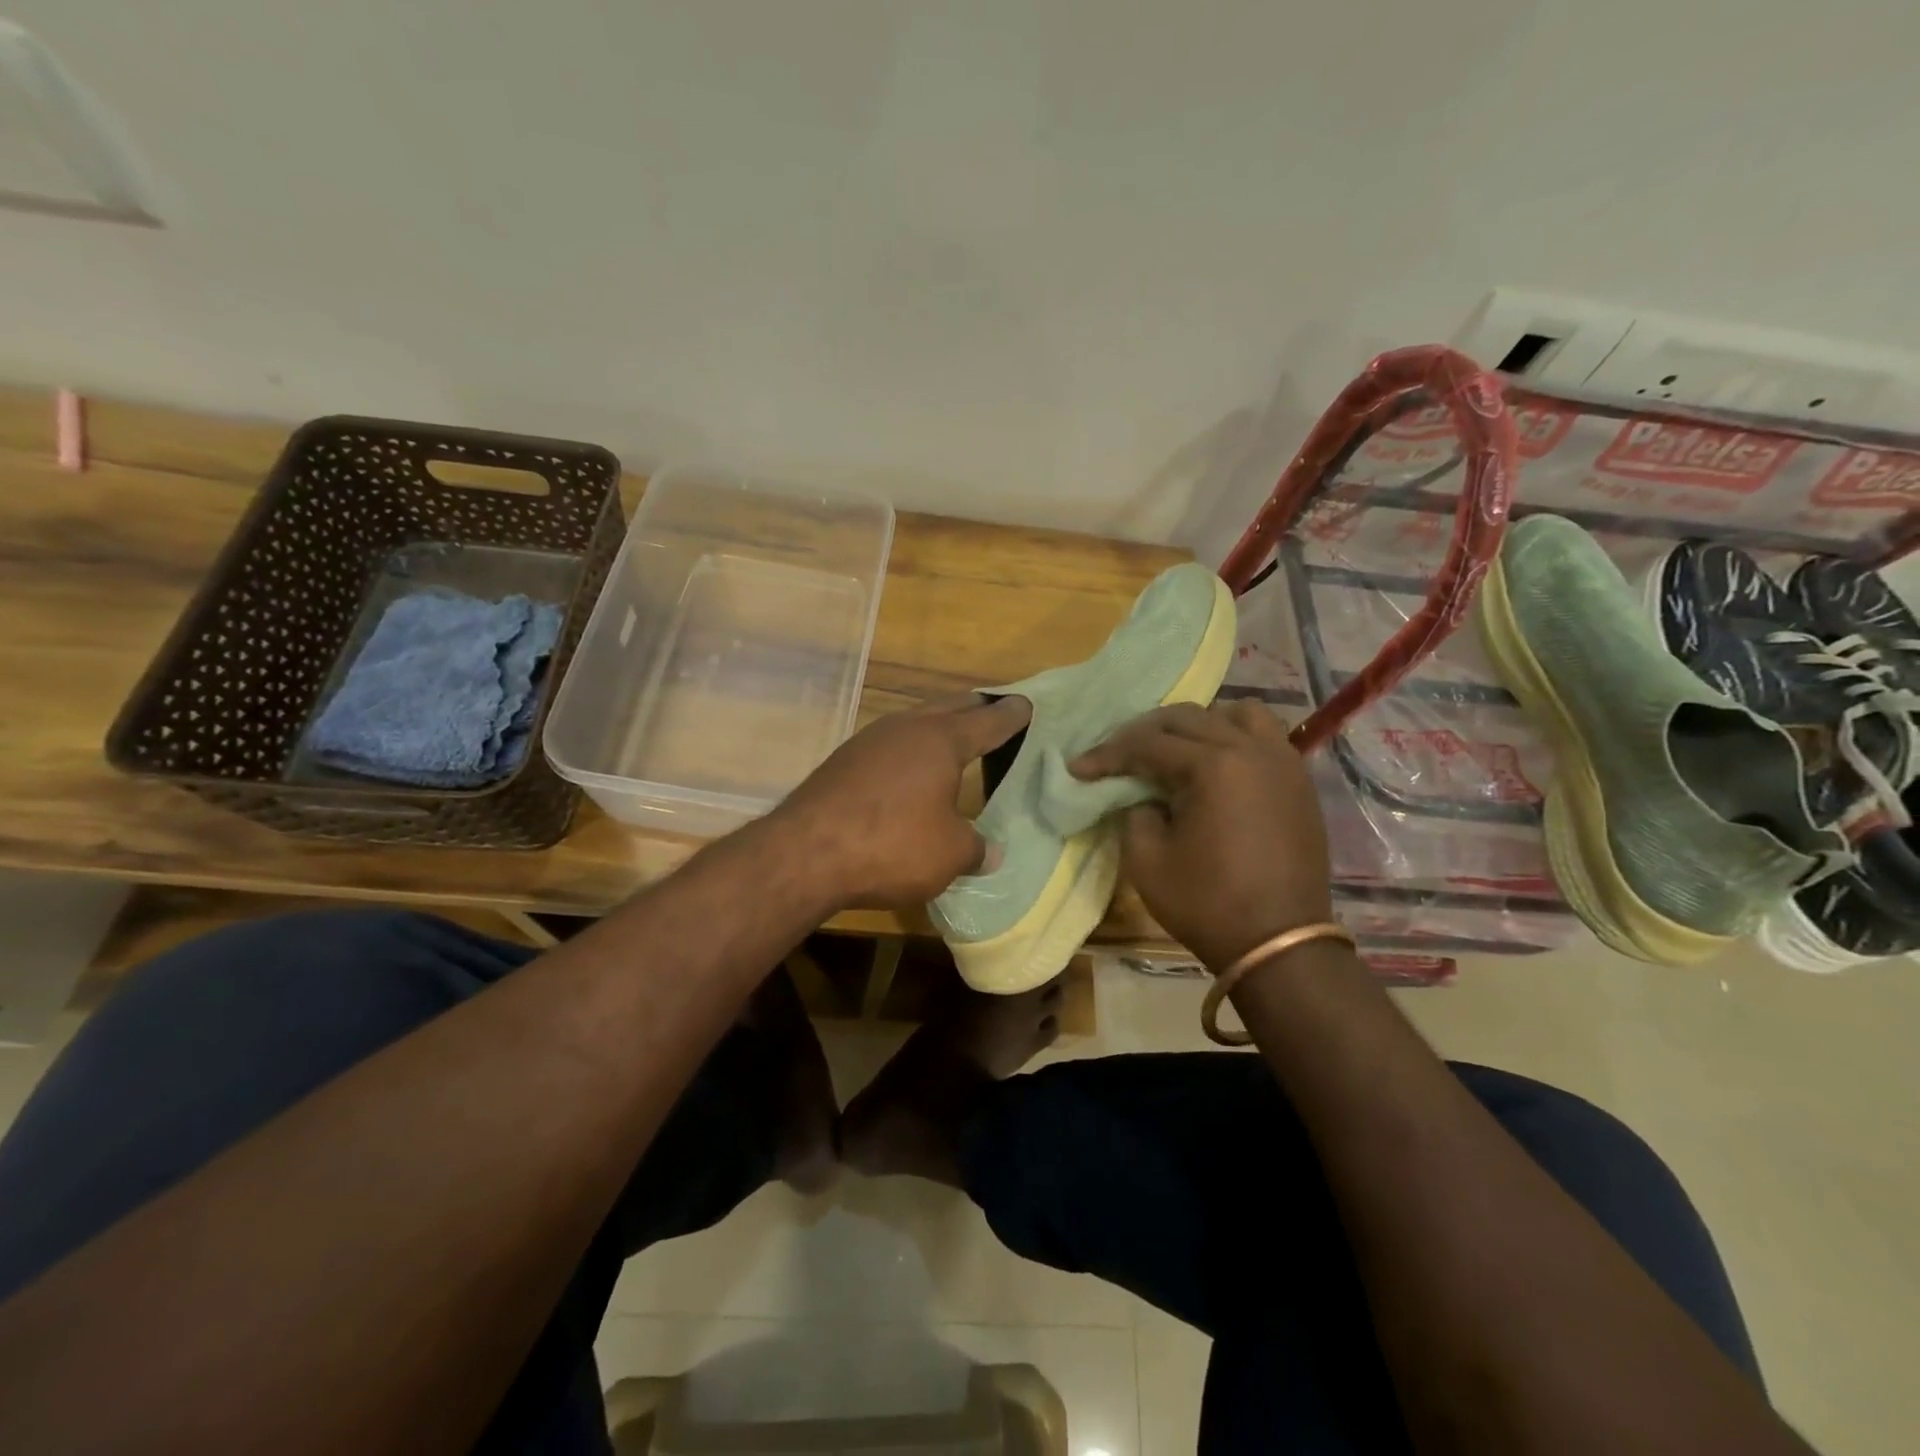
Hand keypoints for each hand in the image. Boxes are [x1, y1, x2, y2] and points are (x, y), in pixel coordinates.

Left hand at [771, 694, 1031, 909]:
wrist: (805, 852)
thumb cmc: (892, 845)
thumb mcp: (949, 854)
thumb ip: (976, 848)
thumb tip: (990, 852)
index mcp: (942, 740)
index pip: (988, 720)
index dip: (1012, 715)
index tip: (1027, 705)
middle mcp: (906, 728)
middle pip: (950, 708)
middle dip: (976, 710)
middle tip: (996, 714)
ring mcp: (870, 740)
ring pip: (916, 722)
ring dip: (939, 726)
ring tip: (955, 740)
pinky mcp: (844, 760)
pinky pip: (891, 743)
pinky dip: (911, 749)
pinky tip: (910, 770)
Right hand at [1070, 701, 1331, 969]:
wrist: (1279, 944)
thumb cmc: (1207, 904)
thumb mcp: (1147, 860)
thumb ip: (1134, 813)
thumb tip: (1142, 796)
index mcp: (1213, 765)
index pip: (1148, 745)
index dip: (1108, 755)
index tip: (1078, 768)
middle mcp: (1251, 749)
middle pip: (1186, 719)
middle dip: (1143, 733)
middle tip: (1116, 756)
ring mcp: (1282, 761)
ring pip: (1235, 714)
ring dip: (1198, 723)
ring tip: (1174, 747)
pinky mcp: (1297, 781)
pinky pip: (1265, 736)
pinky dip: (1234, 736)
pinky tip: (1215, 762)